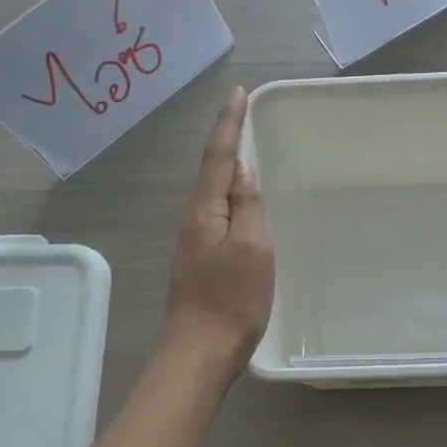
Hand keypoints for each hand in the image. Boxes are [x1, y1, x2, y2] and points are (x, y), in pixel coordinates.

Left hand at [162, 88, 273, 375]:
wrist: (200, 352)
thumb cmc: (232, 300)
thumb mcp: (253, 248)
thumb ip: (248, 206)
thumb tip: (243, 169)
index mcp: (205, 212)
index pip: (218, 158)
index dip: (229, 125)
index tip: (237, 94)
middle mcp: (194, 221)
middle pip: (211, 172)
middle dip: (226, 141)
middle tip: (245, 116)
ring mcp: (194, 242)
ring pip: (213, 195)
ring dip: (228, 170)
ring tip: (247, 153)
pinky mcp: (201, 261)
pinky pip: (217, 215)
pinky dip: (231, 198)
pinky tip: (243, 204)